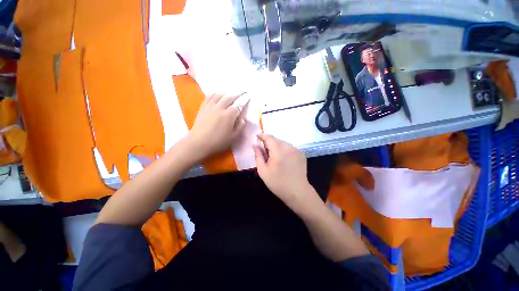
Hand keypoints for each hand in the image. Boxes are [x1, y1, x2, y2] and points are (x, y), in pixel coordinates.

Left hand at [187, 92, 246, 160]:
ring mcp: (210, 106)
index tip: (248, 96)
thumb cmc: (218, 141)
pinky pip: (209, 96)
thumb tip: (244, 118)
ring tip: (231, 90)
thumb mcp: (233, 138)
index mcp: (229, 116)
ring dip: (227, 91)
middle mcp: (220, 108)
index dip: (244, 100)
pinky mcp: (203, 107)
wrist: (199, 142)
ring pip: (219, 94)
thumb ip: (240, 127)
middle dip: (237, 93)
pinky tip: (217, 92)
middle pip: (230, 97)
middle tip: (242, 90)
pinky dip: (215, 93)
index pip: (238, 105)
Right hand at [254, 134, 314, 208]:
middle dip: (269, 142)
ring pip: (283, 143)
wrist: (297, 191)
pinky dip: (284, 150)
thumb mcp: (263, 171)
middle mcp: (288, 147)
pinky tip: (283, 159)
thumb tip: (255, 145)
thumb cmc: (277, 182)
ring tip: (274, 157)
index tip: (257, 136)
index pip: (269, 137)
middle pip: (276, 140)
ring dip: (277, 146)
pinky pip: (290, 148)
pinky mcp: (301, 154)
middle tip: (265, 151)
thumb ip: (258, 156)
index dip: (262, 135)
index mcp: (278, 150)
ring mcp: (296, 150)